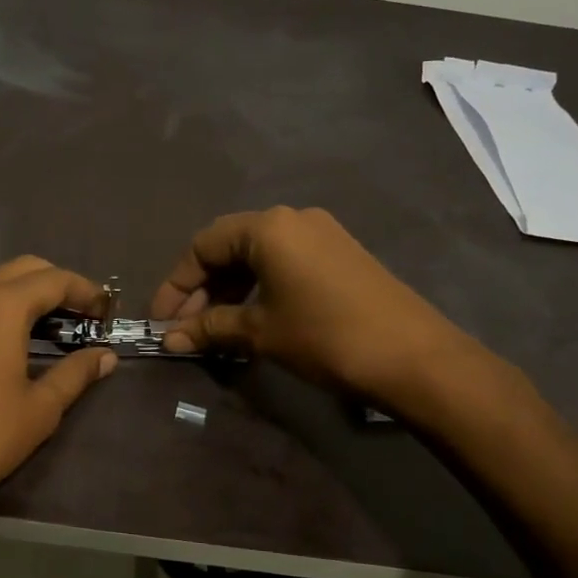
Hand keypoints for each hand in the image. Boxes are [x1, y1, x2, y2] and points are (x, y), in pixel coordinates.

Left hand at [0, 257, 115, 530]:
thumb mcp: (41, 407)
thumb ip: (76, 373)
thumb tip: (106, 356)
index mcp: (4, 305)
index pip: (55, 280)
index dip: (86, 291)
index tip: (107, 311)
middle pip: (24, 269)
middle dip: (58, 284)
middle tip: (83, 316)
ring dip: (22, 288)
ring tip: (45, 319)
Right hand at [149, 206, 485, 410]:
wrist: (415, 358)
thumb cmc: (326, 336)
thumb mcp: (261, 333)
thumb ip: (210, 329)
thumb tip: (169, 339)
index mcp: (268, 227)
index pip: (203, 246)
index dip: (177, 284)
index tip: (162, 320)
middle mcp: (292, 219)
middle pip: (229, 247)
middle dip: (202, 289)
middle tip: (186, 329)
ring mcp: (321, 235)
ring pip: (257, 256)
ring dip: (230, 291)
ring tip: (216, 329)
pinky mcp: (340, 255)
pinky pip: (284, 263)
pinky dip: (259, 288)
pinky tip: (253, 319)